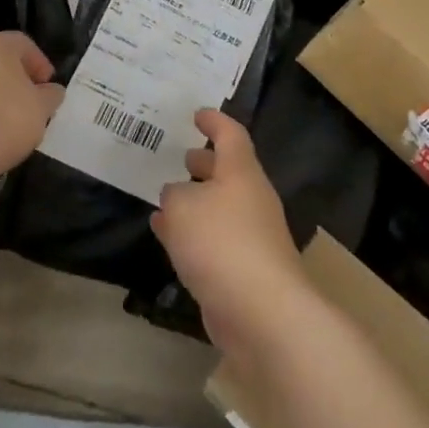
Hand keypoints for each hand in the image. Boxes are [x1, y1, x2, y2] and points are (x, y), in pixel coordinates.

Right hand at [151, 109, 313, 359]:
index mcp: (241, 172)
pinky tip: (169, 240)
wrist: (262, 312)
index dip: (214, 121)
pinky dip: (193, 234)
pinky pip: (216, 239)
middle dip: (204, 164)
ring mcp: (252, 235)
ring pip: (220, 207)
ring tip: (165, 199)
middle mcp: (251, 198)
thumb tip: (177, 197)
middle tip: (181, 157)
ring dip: (195, 202)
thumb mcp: (182, 207)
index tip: (197, 115)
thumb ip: (174, 196)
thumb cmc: (221, 242)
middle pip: (228, 171)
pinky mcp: (245, 269)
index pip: (230, 135)